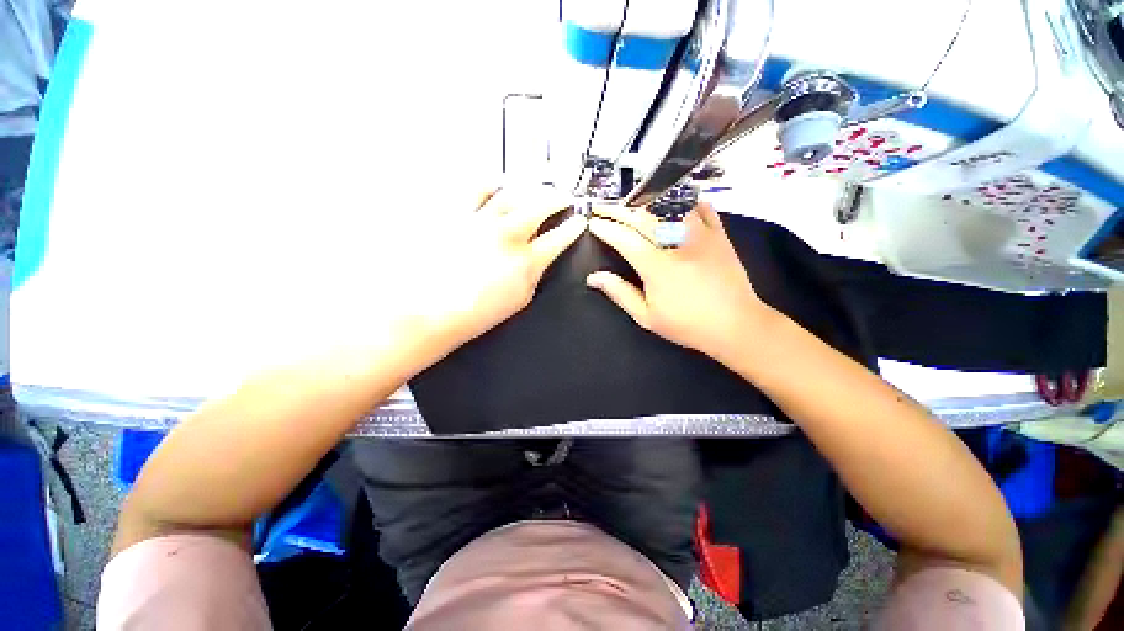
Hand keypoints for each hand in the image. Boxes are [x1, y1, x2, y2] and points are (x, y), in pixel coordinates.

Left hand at [403, 186, 585, 356]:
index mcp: (526, 261)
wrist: (431, 311)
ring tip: (539, 185)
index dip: (574, 227)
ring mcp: (481, 221)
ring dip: (532, 187)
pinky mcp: (457, 214)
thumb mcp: (520, 299)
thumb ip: (534, 274)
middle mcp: (507, 234)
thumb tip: (540, 257)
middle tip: (565, 196)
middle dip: (559, 198)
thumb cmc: (477, 313)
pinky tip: (499, 182)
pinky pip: (478, 189)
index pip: (559, 237)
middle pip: (541, 205)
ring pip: (514, 192)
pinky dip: (492, 183)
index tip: (580, 220)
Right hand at [586, 203, 771, 360]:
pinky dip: (684, 201)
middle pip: (642, 216)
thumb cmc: (687, 324)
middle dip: (617, 209)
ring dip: (645, 201)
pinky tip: (673, 202)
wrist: (735, 325)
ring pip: (669, 206)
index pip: (624, 238)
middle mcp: (676, 243)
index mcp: (656, 266)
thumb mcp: (647, 316)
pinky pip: (700, 208)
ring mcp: (700, 235)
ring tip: (630, 203)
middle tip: (601, 206)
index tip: (592, 222)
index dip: (605, 228)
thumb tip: (594, 278)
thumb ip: (620, 293)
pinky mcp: (719, 234)